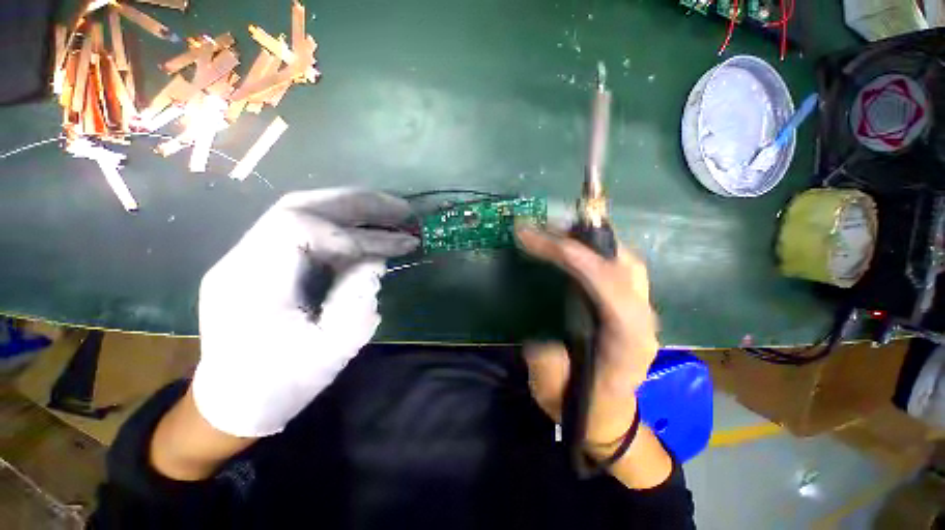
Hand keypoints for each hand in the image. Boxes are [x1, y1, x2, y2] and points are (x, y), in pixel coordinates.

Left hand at [193, 189, 418, 437]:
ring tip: (391, 213)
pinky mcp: (264, 264)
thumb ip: (356, 299)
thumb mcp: (330, 350)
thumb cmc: (280, 384)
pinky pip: (305, 233)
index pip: (299, 228)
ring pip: (302, 213)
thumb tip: (376, 260)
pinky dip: (342, 227)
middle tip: (400, 208)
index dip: (354, 233)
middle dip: (356, 204)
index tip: (394, 246)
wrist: (233, 404)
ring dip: (351, 209)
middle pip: (299, 207)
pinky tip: (366, 233)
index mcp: (250, 283)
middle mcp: (242, 259)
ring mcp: (250, 258)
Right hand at [516, 226, 669, 488]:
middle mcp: (642, 318)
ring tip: (555, 230)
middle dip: (580, 238)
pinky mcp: (631, 304)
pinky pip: (618, 265)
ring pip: (623, 259)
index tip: (530, 238)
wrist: (611, 417)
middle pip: (622, 263)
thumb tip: (539, 330)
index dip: (569, 255)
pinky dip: (595, 249)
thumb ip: (547, 363)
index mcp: (627, 342)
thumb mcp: (554, 393)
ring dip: (590, 239)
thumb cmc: (584, 407)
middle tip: (542, 227)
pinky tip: (573, 246)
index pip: (606, 285)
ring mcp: (641, 308)